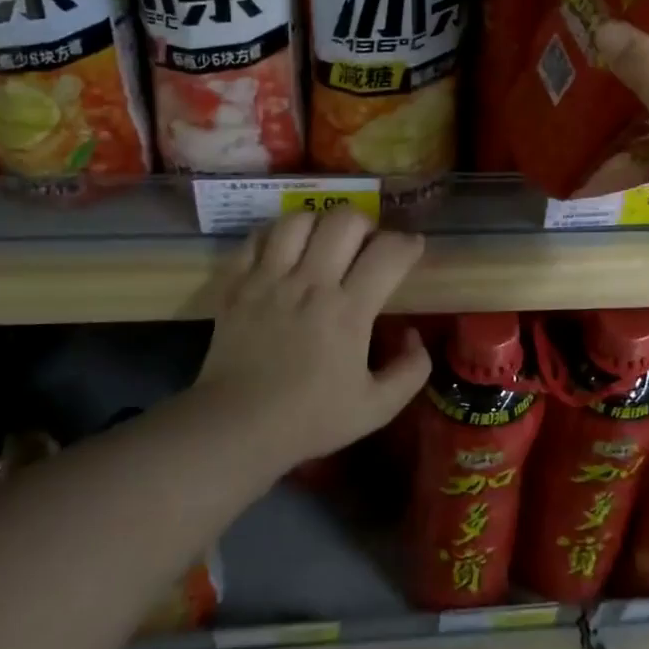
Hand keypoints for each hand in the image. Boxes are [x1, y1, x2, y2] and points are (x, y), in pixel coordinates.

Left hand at [198, 207, 431, 467]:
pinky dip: (275, 235)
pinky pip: (257, 237)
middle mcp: (310, 283)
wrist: (236, 428)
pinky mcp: (236, 283)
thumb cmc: (309, 419)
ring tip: (323, 243)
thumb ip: (411, 370)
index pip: (388, 252)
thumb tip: (412, 334)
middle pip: (345, 220)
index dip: (408, 243)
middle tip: (366, 245)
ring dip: (319, 224)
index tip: (411, 249)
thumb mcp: (377, 408)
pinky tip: (283, 252)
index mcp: (348, 311)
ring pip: (299, 219)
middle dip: (366, 224)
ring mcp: (268, 279)